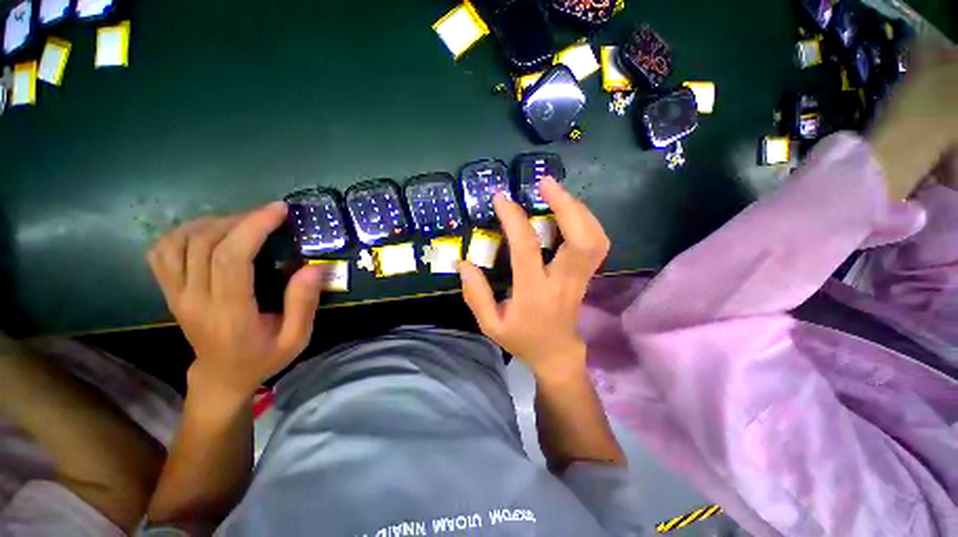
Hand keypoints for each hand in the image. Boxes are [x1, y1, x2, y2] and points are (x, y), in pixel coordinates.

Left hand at [147, 202, 322, 399]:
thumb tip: (312, 267)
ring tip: (243, 222)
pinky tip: (209, 232)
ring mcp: (176, 295)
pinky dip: (183, 232)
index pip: (230, 259)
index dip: (253, 227)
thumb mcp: (296, 339)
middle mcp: (195, 301)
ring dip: (213, 223)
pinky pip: (162, 252)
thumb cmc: (264, 358)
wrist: (222, 377)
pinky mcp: (170, 292)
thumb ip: (304, 304)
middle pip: (205, 243)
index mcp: (229, 314)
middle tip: (269, 215)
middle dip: (240, 219)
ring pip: (179, 242)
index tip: (278, 210)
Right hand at [459, 178, 609, 377]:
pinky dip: (586, 221)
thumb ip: (476, 295)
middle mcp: (563, 281)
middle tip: (545, 183)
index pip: (527, 249)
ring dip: (578, 209)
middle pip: (581, 239)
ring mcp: (581, 277)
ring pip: (595, 238)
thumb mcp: (490, 325)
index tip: (501, 198)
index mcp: (534, 292)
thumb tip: (465, 263)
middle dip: (566, 205)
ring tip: (556, 192)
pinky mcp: (587, 275)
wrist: (556, 352)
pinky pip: (597, 243)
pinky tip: (569, 211)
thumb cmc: (522, 338)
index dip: (514, 219)